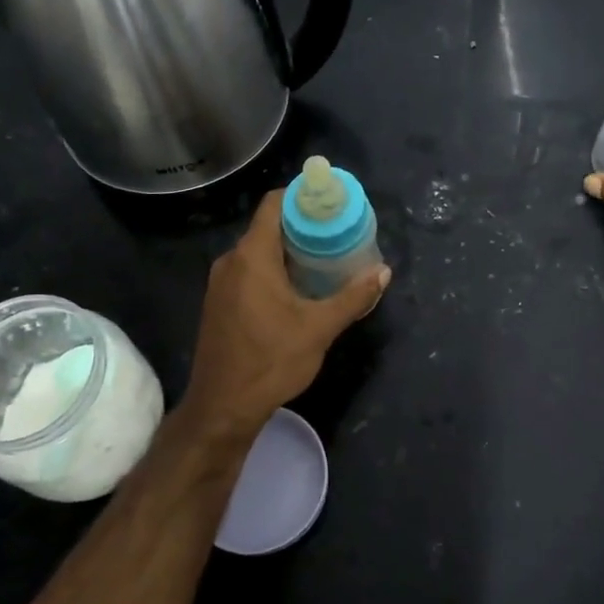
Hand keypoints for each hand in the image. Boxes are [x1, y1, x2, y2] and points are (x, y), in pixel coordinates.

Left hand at [178, 189, 389, 438]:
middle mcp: (231, 261)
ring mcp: (221, 283)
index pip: (274, 204)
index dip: (302, 196)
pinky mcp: (219, 303)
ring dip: (289, 250)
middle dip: (303, 226)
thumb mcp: (319, 328)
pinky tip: (298, 288)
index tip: (331, 201)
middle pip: (268, 226)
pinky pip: (249, 271)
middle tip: (338, 232)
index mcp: (252, 256)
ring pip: (258, 251)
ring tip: (325, 258)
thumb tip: (383, 272)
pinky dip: (274, 269)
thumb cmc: (271, 361)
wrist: (222, 407)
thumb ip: (353, 297)